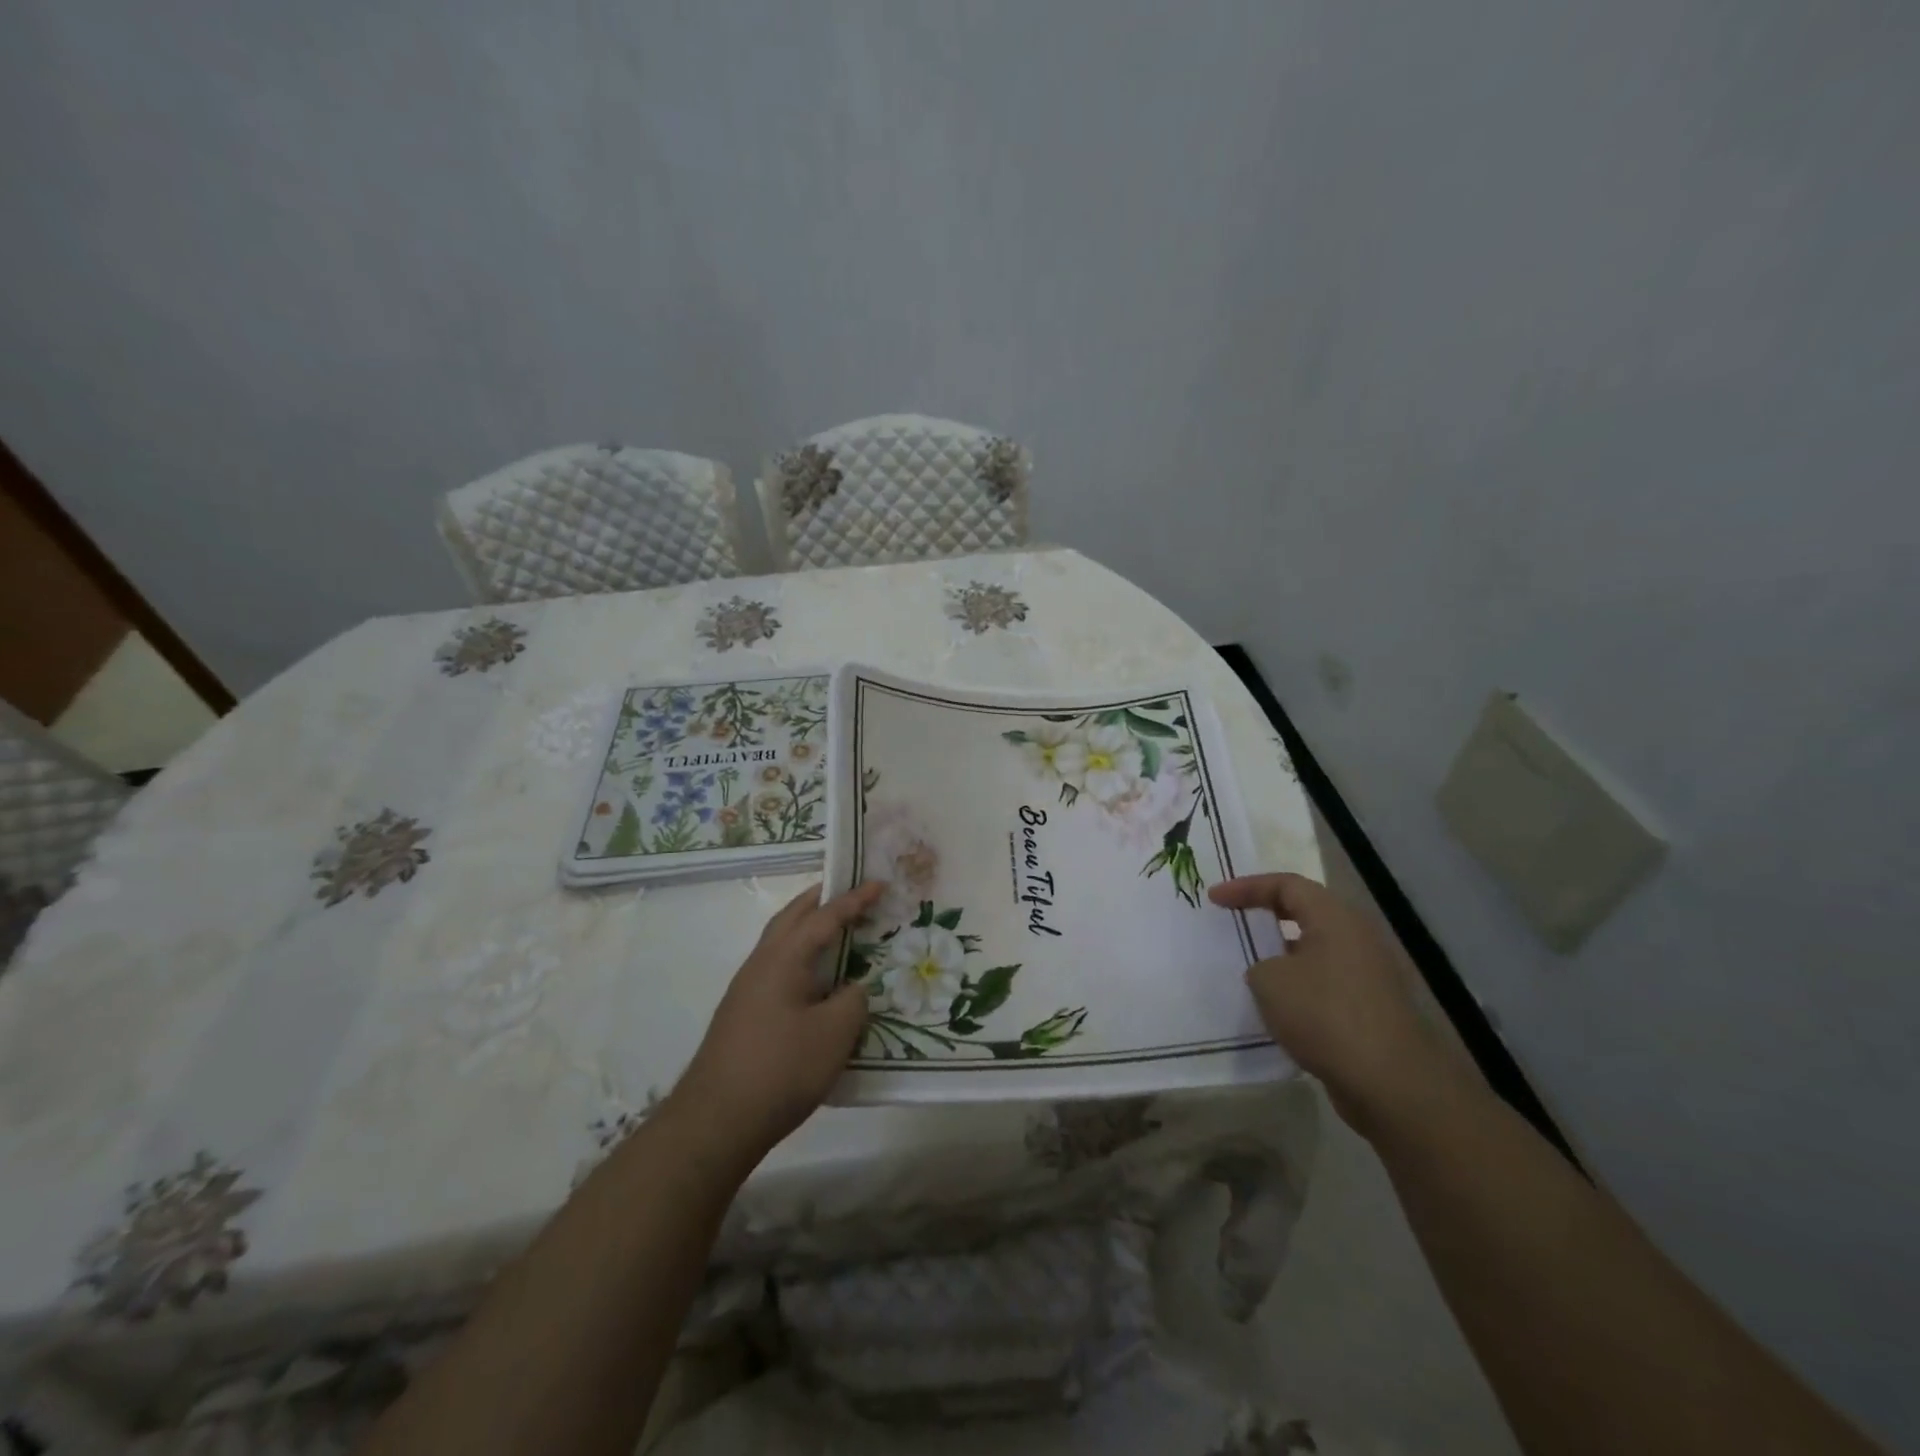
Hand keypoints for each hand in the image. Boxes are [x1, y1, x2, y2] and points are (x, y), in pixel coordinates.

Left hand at [671, 881, 883, 1160]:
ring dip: (809, 929)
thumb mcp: (836, 1032)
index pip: (825, 916)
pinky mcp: (744, 1014)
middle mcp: (761, 963)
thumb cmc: (782, 1068)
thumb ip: (854, 1000)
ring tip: (838, 932)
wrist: (717, 1121)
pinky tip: (817, 982)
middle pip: (792, 917)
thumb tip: (852, 989)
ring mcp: (747, 989)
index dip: (855, 899)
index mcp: (784, 957)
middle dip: (822, 901)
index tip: (880, 883)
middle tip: (851, 893)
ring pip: (782, 942)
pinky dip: (802, 958)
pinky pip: (779, 968)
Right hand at [1209, 872, 1455, 1135]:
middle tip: (1234, 921)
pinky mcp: (1371, 1008)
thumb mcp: (1269, 981)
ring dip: (1282, 955)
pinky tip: (1278, 1008)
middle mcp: (1357, 937)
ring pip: (1315, 950)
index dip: (1246, 887)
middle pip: (1305, 912)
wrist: (1390, 1083)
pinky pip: (1325, 982)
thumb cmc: (1325, 1015)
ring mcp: (1369, 974)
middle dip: (1266, 915)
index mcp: (1335, 918)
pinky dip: (1298, 985)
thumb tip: (1272, 972)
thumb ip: (1259, 964)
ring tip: (1250, 967)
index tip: (1213, 899)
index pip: (1286, 884)